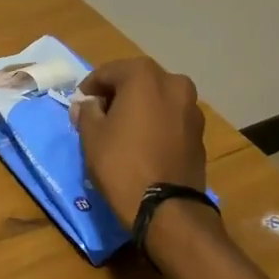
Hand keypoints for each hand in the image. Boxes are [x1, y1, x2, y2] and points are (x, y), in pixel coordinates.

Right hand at [72, 57, 206, 226]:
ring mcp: (191, 107)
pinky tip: (142, 142)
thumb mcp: (91, 135)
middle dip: (116, 94)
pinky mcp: (199, 132)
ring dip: (138, 107)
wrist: (166, 207)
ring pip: (156, 98)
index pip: (108, 72)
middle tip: (98, 115)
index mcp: (145, 76)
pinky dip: (155, 122)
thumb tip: (87, 104)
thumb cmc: (121, 163)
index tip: (79, 104)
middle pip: (136, 81)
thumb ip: (87, 111)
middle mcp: (173, 83)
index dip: (89, 87)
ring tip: (121, 129)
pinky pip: (170, 117)